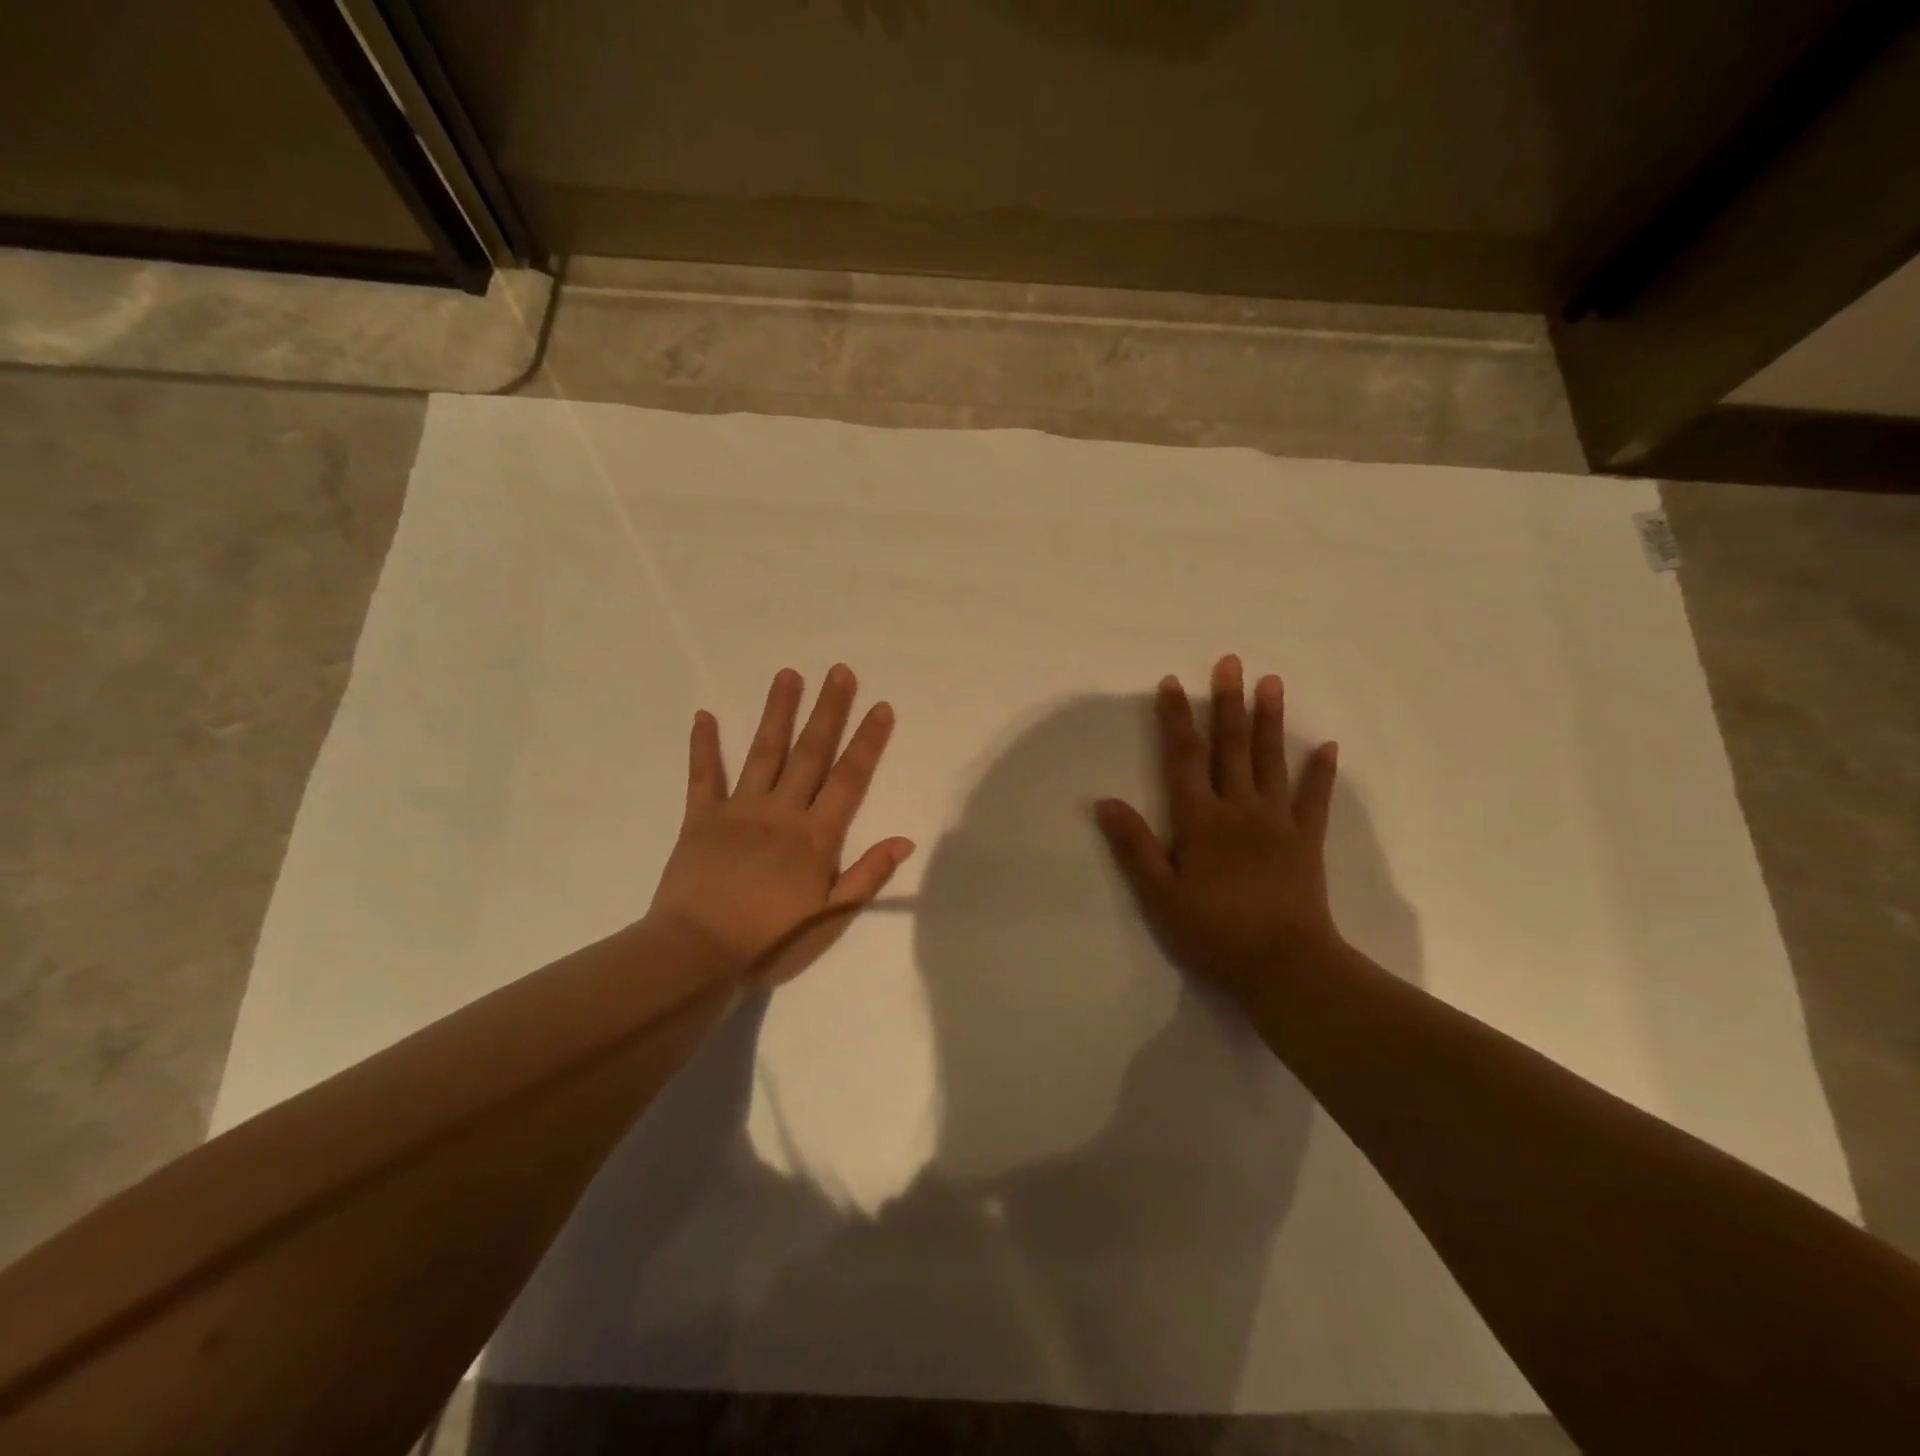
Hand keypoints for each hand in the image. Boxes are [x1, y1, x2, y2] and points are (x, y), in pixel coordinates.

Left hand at [647, 664, 913, 983]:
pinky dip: (703, 746)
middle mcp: (781, 812)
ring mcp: (739, 811)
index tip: (880, 707)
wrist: (697, 955)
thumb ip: (866, 876)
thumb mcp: (829, 920)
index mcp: (815, 837)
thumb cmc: (769, 942)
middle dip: (828, 711)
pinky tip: (703, 715)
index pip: (848, 779)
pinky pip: (703, 776)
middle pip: (810, 753)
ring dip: (777, 713)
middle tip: (839, 671)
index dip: (867, 742)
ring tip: (788, 675)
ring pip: (764, 753)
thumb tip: (905, 840)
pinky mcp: (700, 819)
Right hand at [1095, 655, 1341, 1001]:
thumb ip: (1135, 846)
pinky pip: (1314, 799)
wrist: (1284, 966)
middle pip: (1230, 747)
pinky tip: (1327, 746)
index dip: (1176, 719)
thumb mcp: (1160, 895)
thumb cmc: (1214, 933)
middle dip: (1227, 703)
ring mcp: (1277, 823)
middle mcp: (1239, 810)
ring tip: (1272, 682)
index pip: (1184, 757)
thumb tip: (1105, 801)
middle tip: (1230, 661)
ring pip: (1270, 761)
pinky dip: (1320, 772)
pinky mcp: (1306, 842)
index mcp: (1200, 820)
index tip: (1172, 683)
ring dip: (1269, 720)